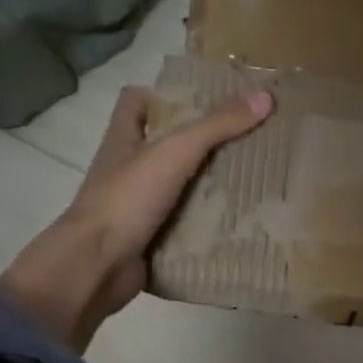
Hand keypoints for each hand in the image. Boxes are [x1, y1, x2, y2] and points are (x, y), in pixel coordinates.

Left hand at [0, 85, 273, 349]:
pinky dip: (207, 223)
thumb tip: (266, 97)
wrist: (96, 267)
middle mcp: (127, 169)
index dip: (166, 94)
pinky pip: (184, 224)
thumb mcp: (175, 152)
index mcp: (123, 140)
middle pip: (165, 144)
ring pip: (178, 186)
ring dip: (209, 184)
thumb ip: (217, 125)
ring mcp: (136, 206)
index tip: (206, 100)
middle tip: (245, 138)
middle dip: (202, 142)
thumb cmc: (126, 199)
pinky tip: (239, 220)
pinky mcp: (149, 238)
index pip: (137, 101)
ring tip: (253, 177)